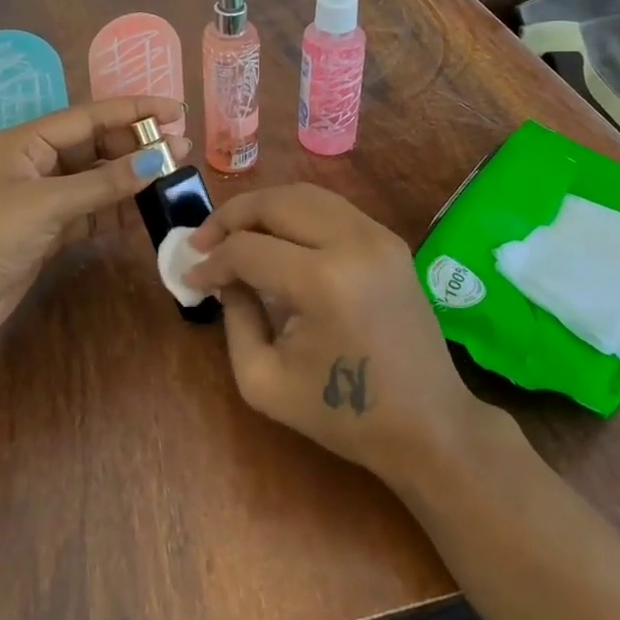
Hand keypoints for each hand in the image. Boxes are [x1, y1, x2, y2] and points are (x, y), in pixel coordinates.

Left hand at [0, 95, 189, 349]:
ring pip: (98, 179)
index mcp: (29, 141)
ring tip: (173, 178)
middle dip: (137, 147)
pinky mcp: (50, 230)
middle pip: (97, 145)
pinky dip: (118, 211)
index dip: (134, 111)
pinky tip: (147, 212)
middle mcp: (39, 162)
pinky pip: (93, 211)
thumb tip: (159, 160)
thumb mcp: (48, 204)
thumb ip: (104, 183)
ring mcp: (45, 198)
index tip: (175, 110)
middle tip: (181, 151)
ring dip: (131, 179)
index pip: (90, 116)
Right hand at [185, 184, 488, 485]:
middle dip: (230, 216)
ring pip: (304, 194)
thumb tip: (223, 277)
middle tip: (203, 241)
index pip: (248, 249)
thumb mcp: (264, 381)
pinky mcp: (390, 239)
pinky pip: (330, 207)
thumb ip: (233, 319)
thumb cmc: (344, 415)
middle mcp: (352, 243)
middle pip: (275, 202)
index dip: (211, 261)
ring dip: (262, 208)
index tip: (190, 278)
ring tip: (234, 233)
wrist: (430, 425)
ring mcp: (377, 236)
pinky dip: (294, 213)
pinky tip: (276, 237)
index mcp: (323, 282)